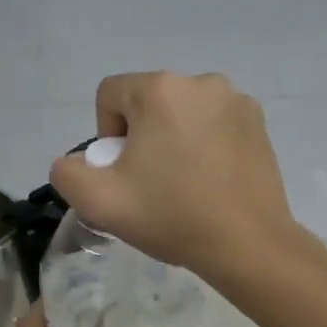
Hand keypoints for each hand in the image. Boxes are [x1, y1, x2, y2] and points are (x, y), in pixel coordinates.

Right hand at [49, 71, 295, 282]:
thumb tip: (77, 161)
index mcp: (160, 90)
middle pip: (148, 102)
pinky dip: (205, 144)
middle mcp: (200, 81)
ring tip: (184, 184)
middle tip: (151, 183)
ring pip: (182, 113)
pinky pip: (214, 123)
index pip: (110, 95)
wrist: (248, 244)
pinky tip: (212, 181)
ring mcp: (236, 100)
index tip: (125, 173)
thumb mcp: (99, 201)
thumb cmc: (172, 216)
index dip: (106, 136)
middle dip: (141, 137)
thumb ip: (67, 173)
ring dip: (173, 139)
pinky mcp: (258, 122)